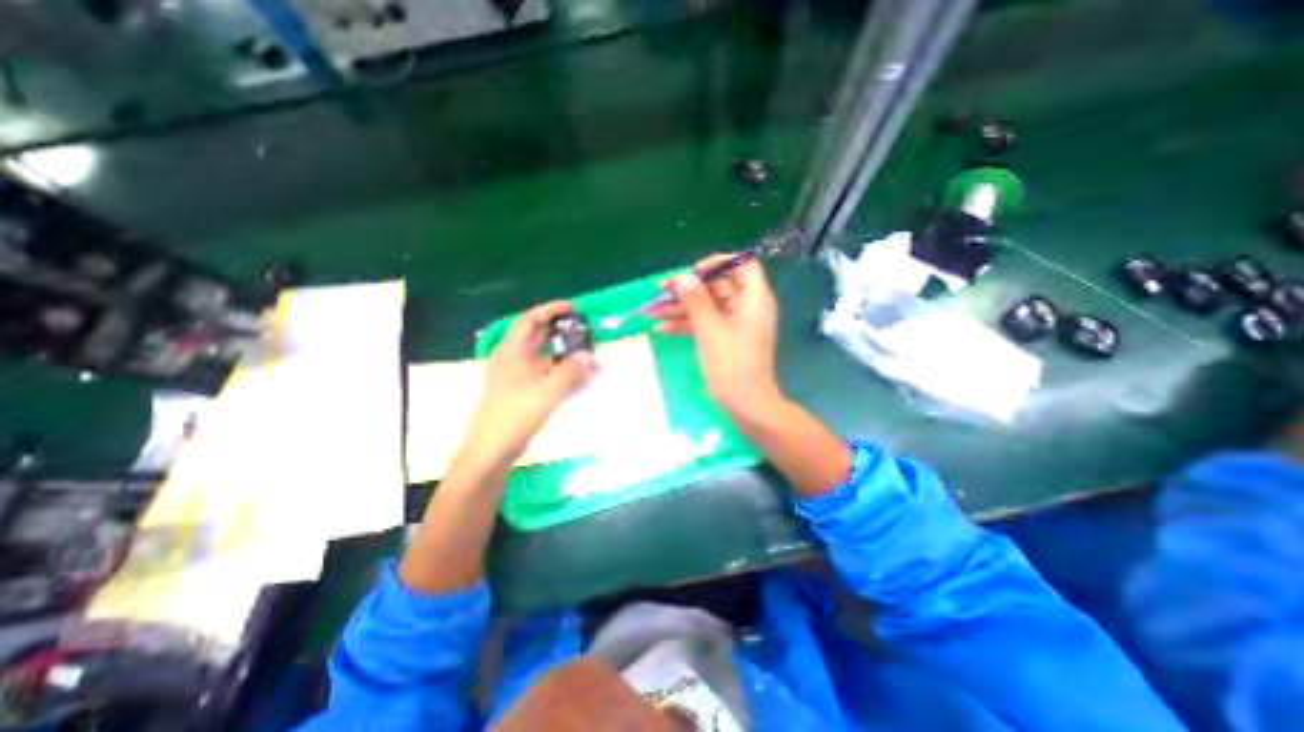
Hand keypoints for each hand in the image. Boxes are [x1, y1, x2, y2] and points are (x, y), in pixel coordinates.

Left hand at [459, 299, 592, 471]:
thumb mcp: (548, 390)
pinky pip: (539, 372)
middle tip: (580, 329)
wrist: (491, 448)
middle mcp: (510, 359)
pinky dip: (556, 369)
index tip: (571, 308)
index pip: (529, 320)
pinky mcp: (517, 391)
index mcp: (511, 351)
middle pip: (534, 335)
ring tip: (581, 352)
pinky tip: (571, 376)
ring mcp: (512, 376)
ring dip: (559, 352)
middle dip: (557, 330)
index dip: (550, 310)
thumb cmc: (516, 414)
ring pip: (538, 355)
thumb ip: (572, 371)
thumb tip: (591, 357)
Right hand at [646, 256, 776, 419]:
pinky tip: (661, 329)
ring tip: (651, 311)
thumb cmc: (732, 367)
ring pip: (706, 307)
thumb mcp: (710, 331)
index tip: (693, 272)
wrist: (746, 407)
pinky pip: (704, 325)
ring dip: (680, 308)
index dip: (718, 263)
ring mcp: (734, 325)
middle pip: (717, 287)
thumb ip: (696, 301)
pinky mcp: (723, 340)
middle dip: (687, 289)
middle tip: (660, 291)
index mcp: (753, 300)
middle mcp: (745, 308)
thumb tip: (683, 277)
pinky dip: (685, 325)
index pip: (742, 266)